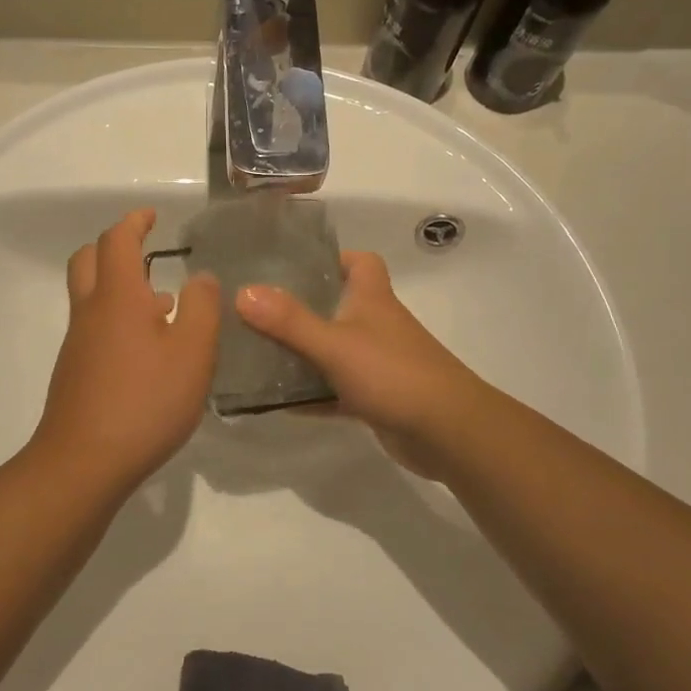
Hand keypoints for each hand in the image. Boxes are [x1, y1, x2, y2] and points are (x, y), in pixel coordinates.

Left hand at [32, 208, 220, 494]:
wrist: (84, 462)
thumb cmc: (145, 401)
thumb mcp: (193, 353)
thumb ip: (202, 308)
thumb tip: (201, 277)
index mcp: (118, 297)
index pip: (118, 241)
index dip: (134, 222)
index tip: (151, 216)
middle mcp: (90, 313)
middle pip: (88, 261)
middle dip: (114, 247)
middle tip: (145, 253)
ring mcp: (77, 345)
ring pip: (91, 298)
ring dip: (119, 289)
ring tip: (163, 306)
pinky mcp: (75, 374)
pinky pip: (94, 330)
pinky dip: (116, 322)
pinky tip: (147, 353)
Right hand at [237, 250, 481, 476]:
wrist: (446, 432)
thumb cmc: (392, 374)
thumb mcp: (334, 344)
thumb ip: (289, 321)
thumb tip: (243, 292)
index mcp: (372, 300)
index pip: (360, 263)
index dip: (333, 257)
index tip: (294, 264)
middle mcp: (376, 326)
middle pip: (338, 306)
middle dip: (301, 307)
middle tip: (257, 311)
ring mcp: (377, 364)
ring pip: (333, 351)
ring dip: (302, 354)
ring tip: (255, 354)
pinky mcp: (375, 399)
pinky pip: (335, 391)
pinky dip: (311, 395)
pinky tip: (277, 402)